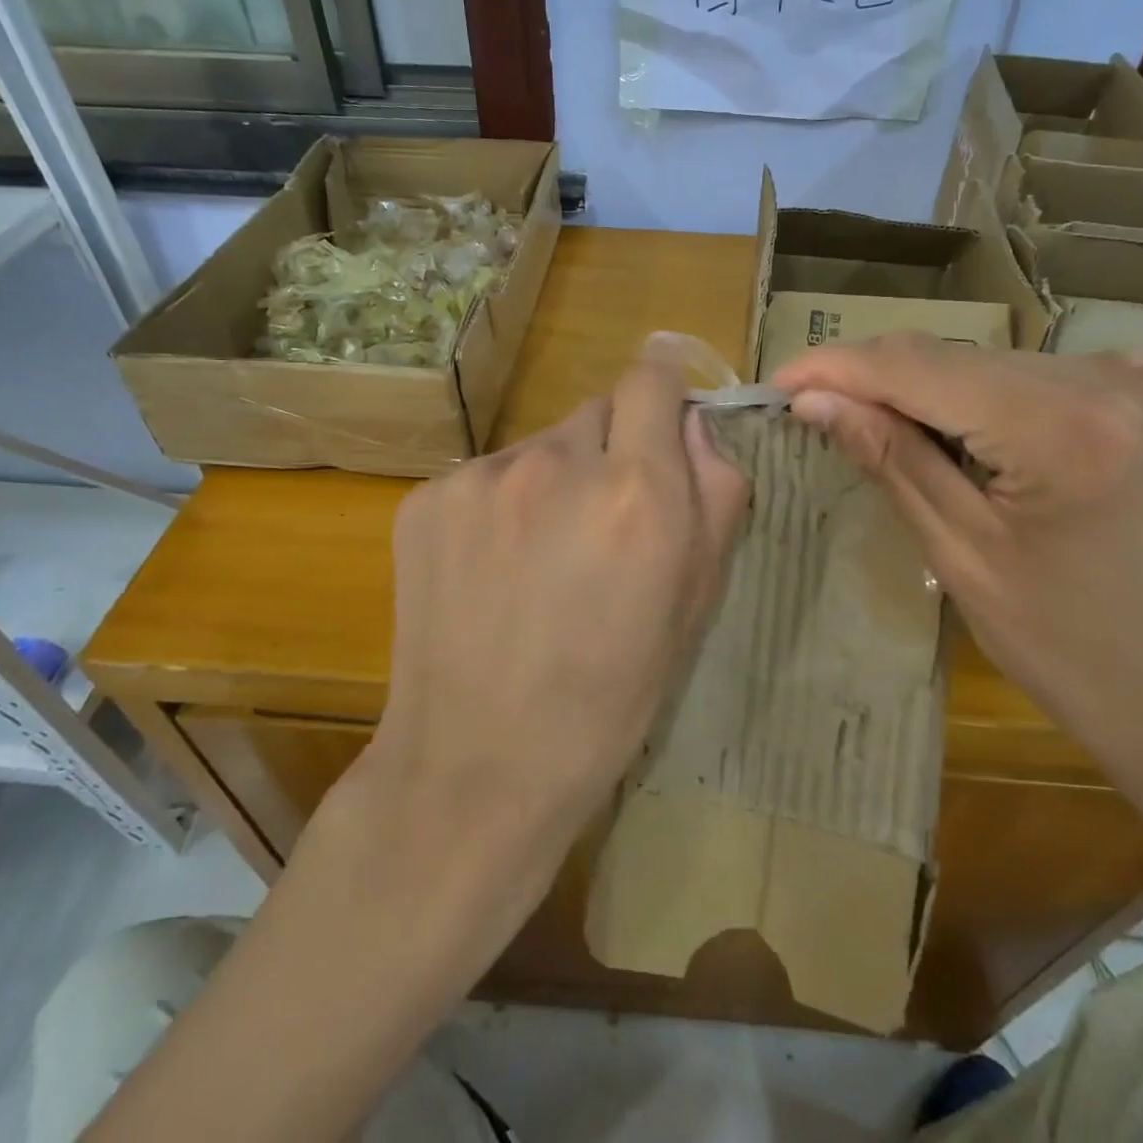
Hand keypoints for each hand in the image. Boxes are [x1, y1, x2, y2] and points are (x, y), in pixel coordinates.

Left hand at [369, 348, 750, 870]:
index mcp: (637, 491)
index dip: (666, 384)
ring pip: (542, 445)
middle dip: (614, 449)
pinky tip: (494, 571)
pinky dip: (503, 505)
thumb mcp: (696, 601)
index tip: (666, 408)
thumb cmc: (611, 696)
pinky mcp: (428, 498)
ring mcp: (482, 477)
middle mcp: (557, 463)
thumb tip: (695, 423)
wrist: (480, 765)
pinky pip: (488, 476)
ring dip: (556, 479)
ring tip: (543, 558)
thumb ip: (714, 493)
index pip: (652, 377)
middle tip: (605, 522)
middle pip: (598, 411)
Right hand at [772, 335, 1142, 788]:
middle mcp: (1124, 376)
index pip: (921, 367)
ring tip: (895, 436)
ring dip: (938, 394)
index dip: (839, 366)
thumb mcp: (961, 555)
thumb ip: (889, 458)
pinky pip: (1047, 378)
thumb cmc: (1073, 651)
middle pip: (962, 361)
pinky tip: (976, 442)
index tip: (781, 380)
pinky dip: (994, 401)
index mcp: (1069, 428)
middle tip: (823, 412)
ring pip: (1001, 366)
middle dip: (885, 384)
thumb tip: (814, 400)